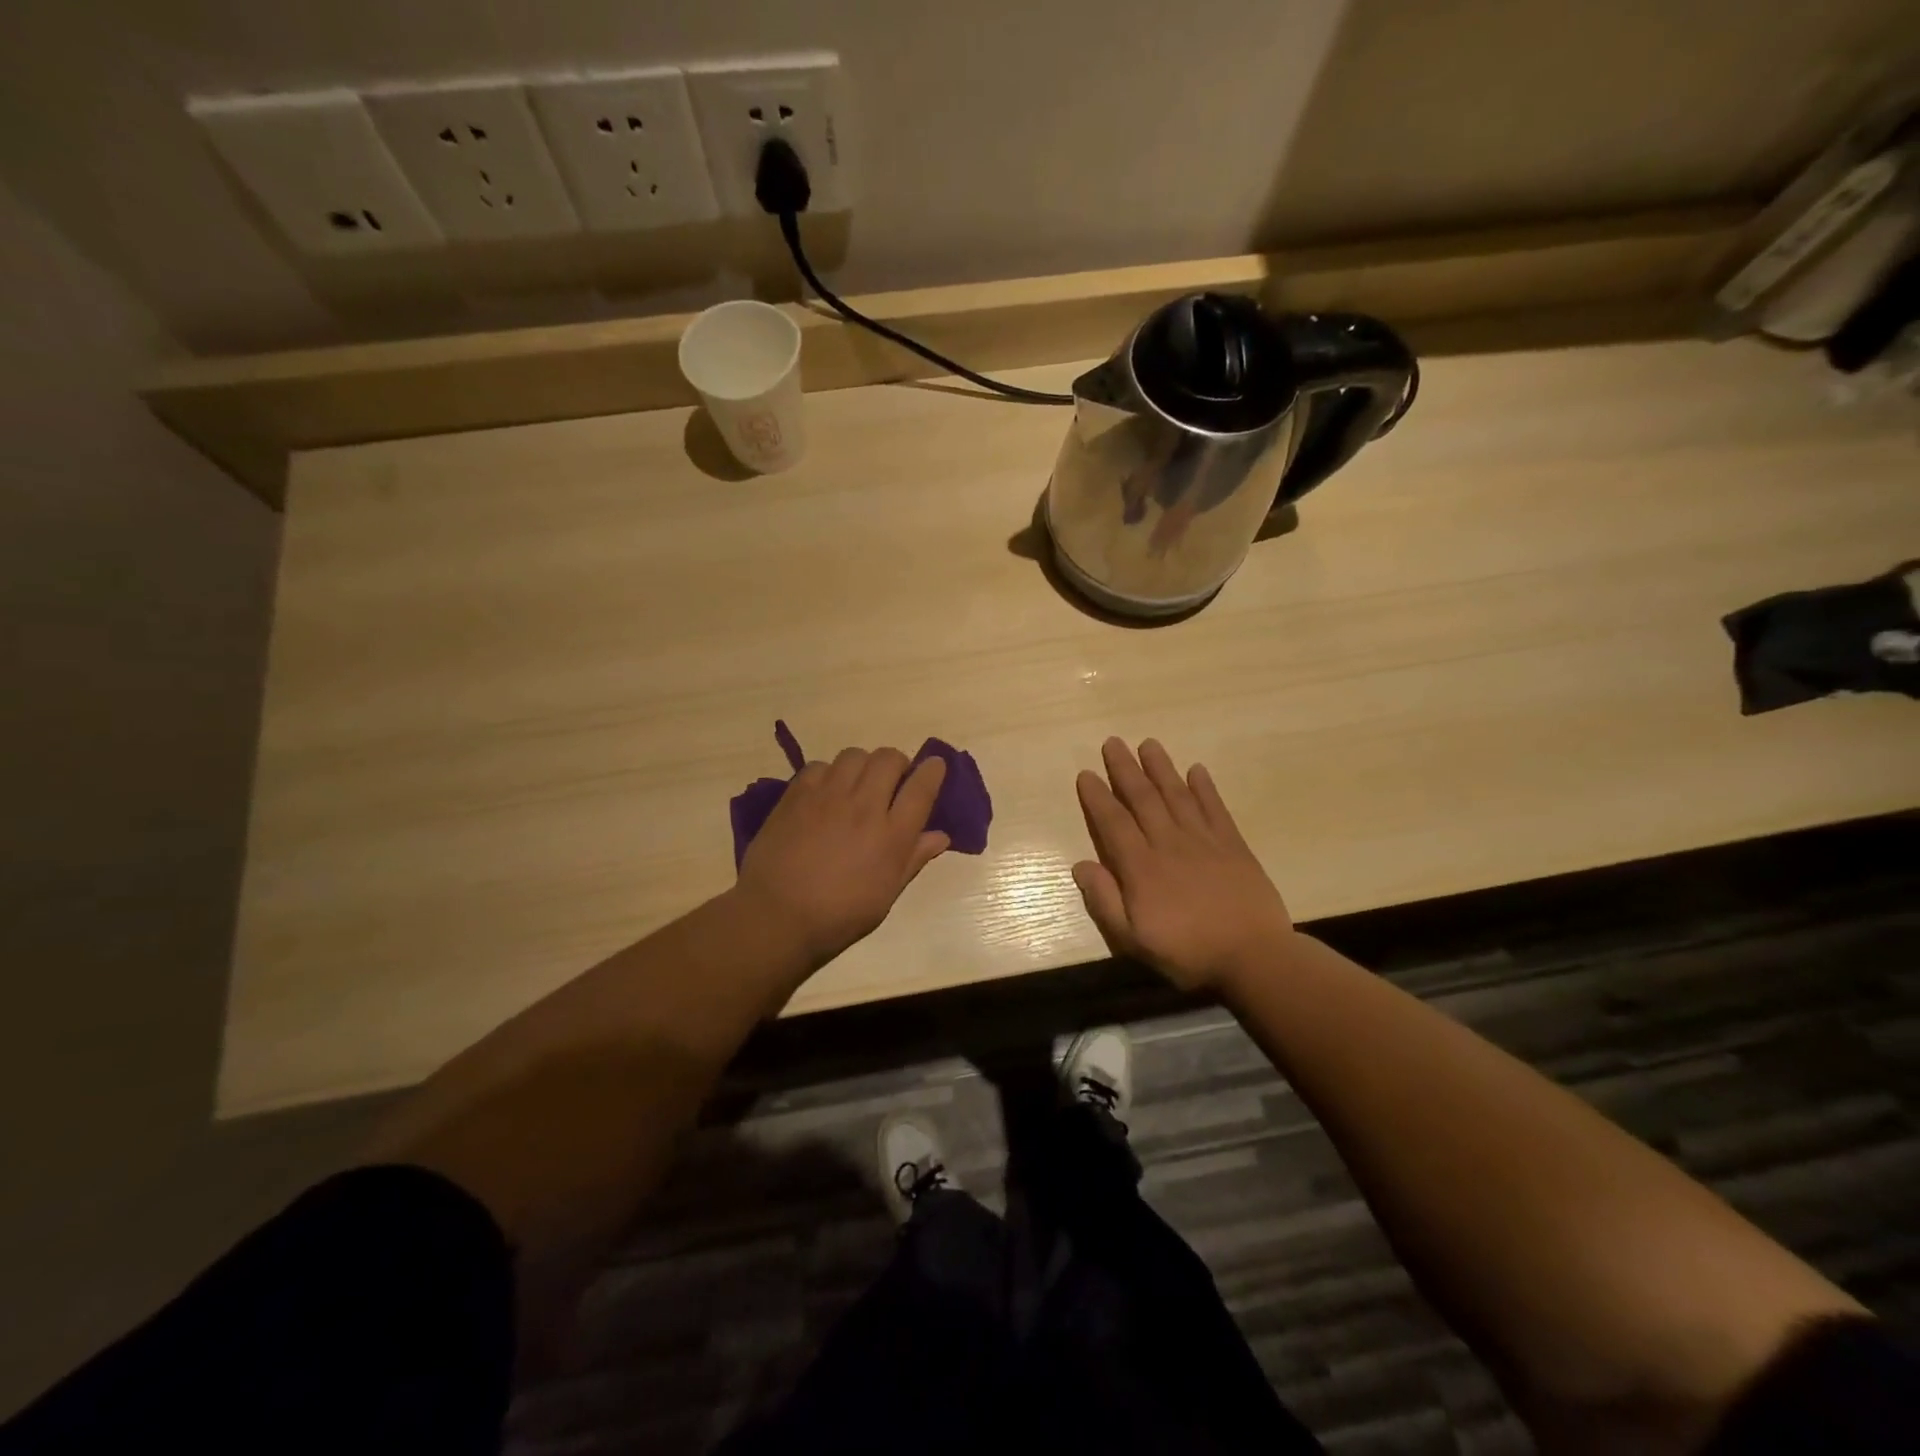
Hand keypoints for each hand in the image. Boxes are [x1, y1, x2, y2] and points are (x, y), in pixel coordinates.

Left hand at [737, 748, 949, 968]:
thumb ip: (913, 859)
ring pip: (855, 755)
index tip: (935, 766)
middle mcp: (864, 806)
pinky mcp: (797, 794)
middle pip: (889, 759)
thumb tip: (940, 836)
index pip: (921, 788)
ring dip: (864, 765)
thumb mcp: (886, 895)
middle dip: (898, 764)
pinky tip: (825, 793)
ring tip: (858, 784)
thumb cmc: (839, 915)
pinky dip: (829, 773)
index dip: (932, 771)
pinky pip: (820, 765)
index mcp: (892, 835)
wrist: (777, 915)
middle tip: (892, 781)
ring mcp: (828, 796)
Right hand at [1073, 738, 1294, 992]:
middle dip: (1125, 769)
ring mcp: (1203, 841)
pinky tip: (1196, 770)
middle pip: (1143, 798)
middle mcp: (1168, 843)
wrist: (1254, 957)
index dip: (1097, 797)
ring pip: (1176, 795)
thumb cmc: (1187, 952)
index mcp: (1141, 867)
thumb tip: (1080, 865)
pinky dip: (1205, 788)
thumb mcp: (1133, 939)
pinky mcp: (1233, 845)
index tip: (1086, 774)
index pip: (1113, 822)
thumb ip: (1105, 900)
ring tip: (1148, 744)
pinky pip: (1215, 808)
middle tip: (1113, 742)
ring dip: (1161, 768)